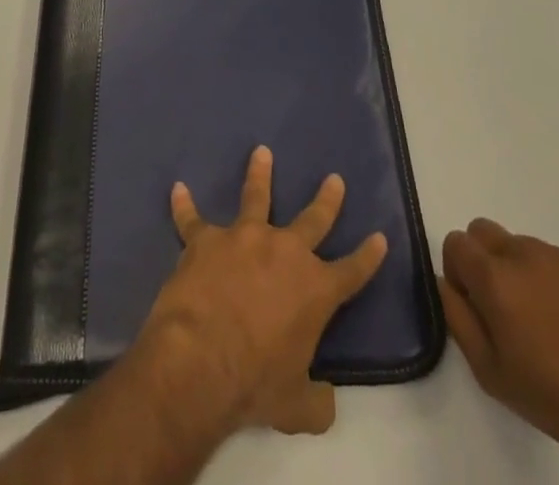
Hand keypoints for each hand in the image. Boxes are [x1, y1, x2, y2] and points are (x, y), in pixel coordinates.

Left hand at [138, 145, 389, 436]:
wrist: (202, 360)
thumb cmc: (255, 384)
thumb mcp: (297, 406)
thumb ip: (317, 401)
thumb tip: (327, 401)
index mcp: (315, 290)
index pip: (352, 271)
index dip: (368, 256)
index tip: (380, 237)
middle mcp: (285, 251)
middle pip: (313, 219)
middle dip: (326, 199)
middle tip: (334, 179)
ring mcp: (244, 237)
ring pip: (256, 196)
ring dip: (259, 173)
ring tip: (261, 152)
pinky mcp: (206, 238)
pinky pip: (192, 218)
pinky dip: (184, 205)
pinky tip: (178, 190)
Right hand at [439, 221, 558, 458]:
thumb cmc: (550, 395)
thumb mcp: (487, 369)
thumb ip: (455, 316)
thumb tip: (444, 282)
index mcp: (493, 275)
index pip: (455, 241)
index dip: (457, 270)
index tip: (473, 303)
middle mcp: (523, 252)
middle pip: (484, 231)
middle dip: (483, 258)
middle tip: (502, 304)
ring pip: (523, 246)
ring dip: (522, 270)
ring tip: (544, 318)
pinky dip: (557, 281)